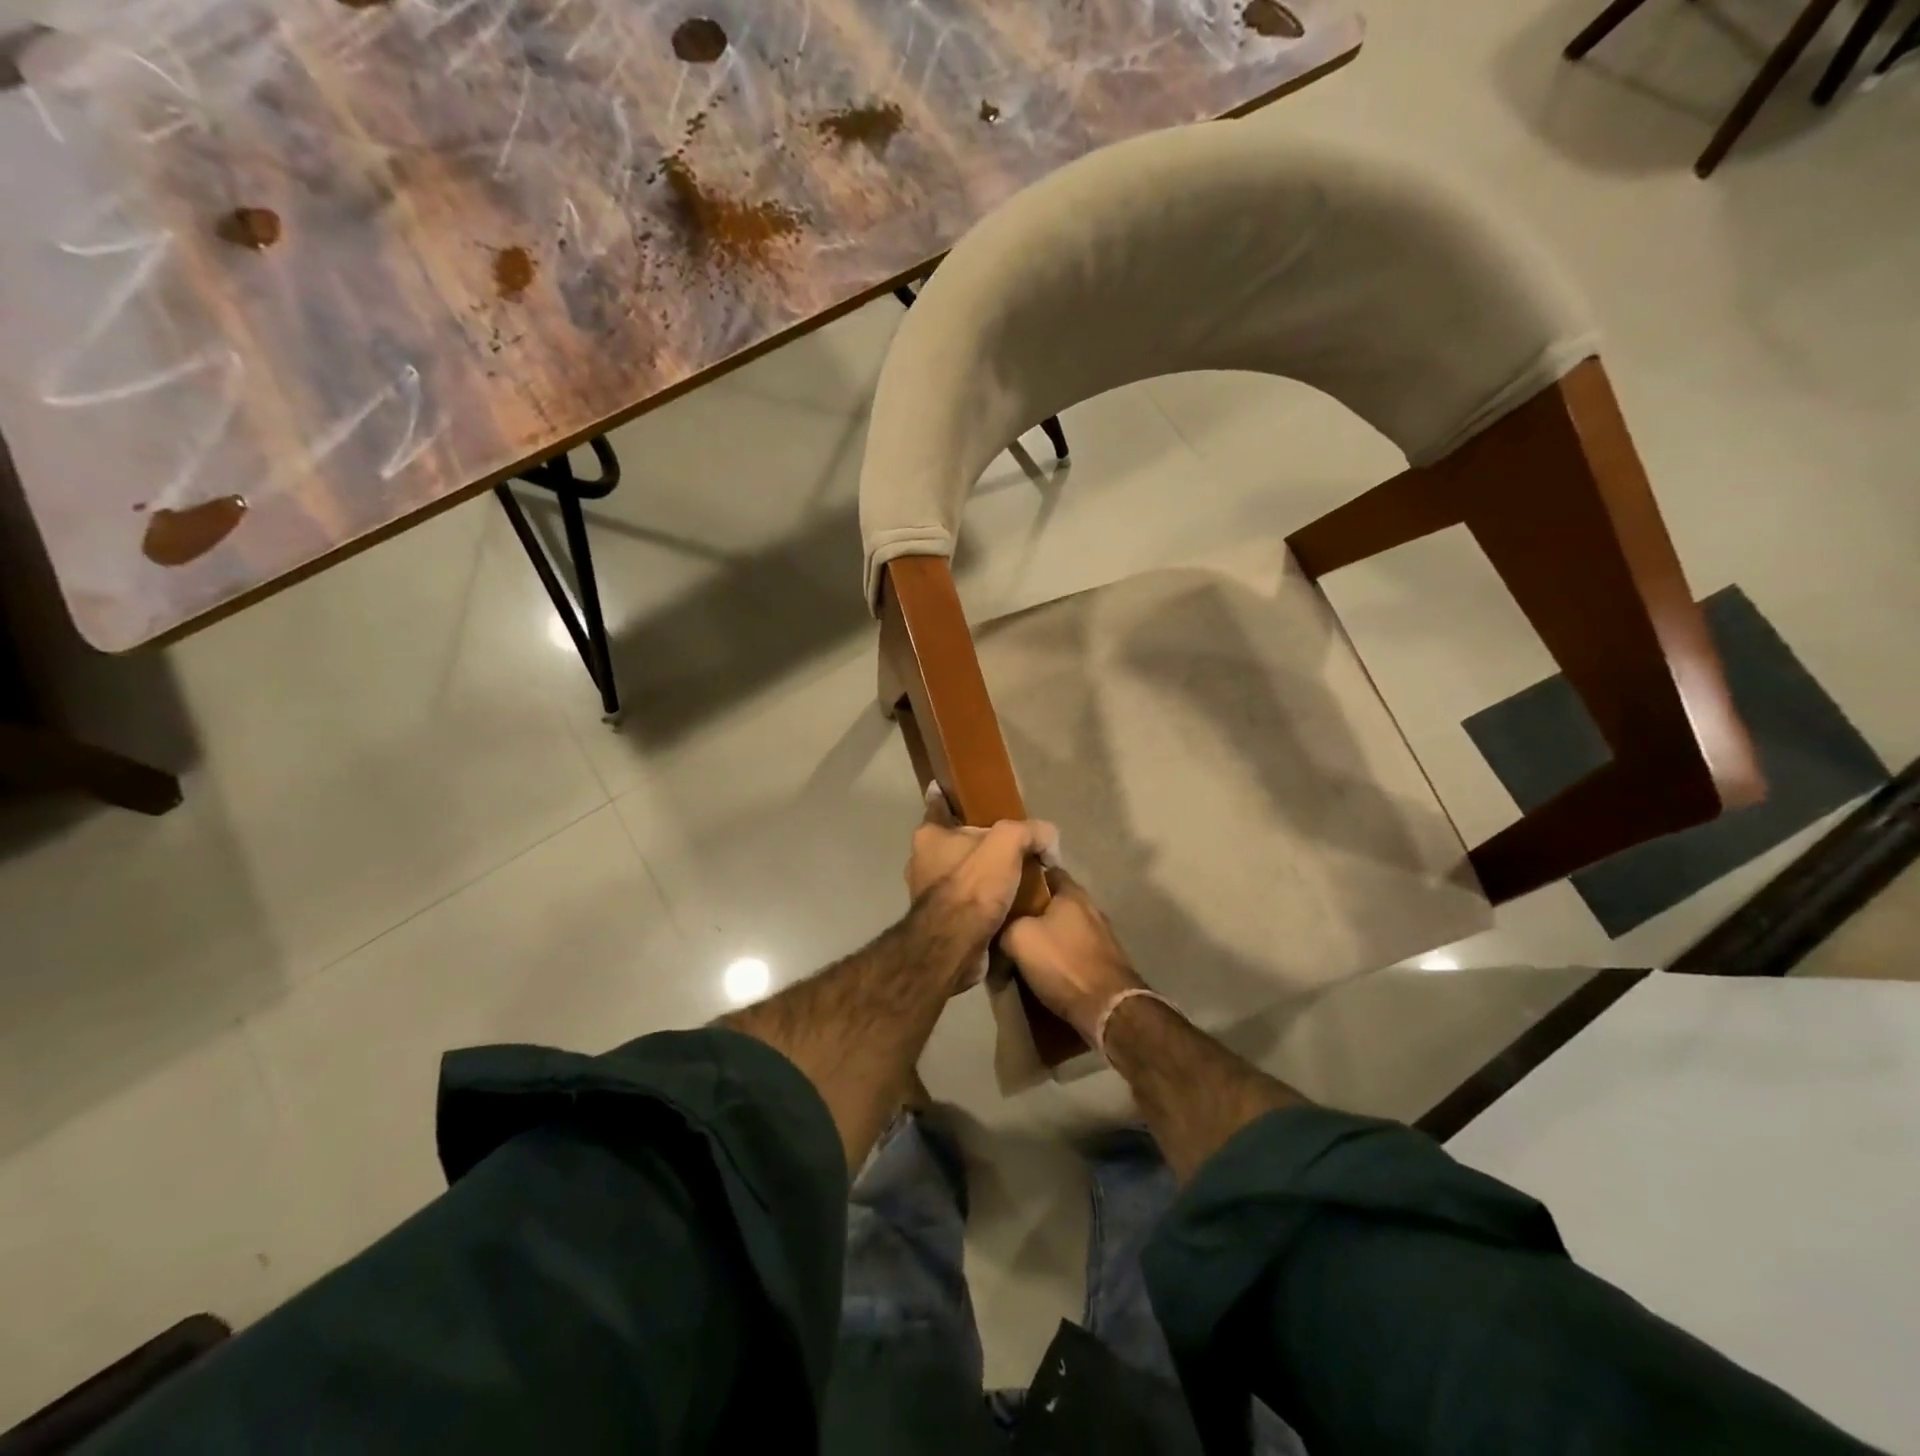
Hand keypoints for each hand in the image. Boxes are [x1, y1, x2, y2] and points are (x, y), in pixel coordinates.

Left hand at [906, 784, 1057, 989]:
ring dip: (980, 875)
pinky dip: (981, 901)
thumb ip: (1030, 831)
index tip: (955, 790)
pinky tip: (1005, 905)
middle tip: (1006, 843)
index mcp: (930, 836)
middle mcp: (922, 861)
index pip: (938, 806)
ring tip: (1011, 877)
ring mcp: (928, 893)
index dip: (947, 796)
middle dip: (975, 842)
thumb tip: (1050, 841)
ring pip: (959, 874)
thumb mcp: (1008, 843)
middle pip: (953, 842)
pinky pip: (965, 902)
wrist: (956, 946)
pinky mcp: (940, 921)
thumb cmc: (973, 886)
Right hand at [1002, 869, 1142, 1040]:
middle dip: (1033, 909)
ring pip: (1065, 926)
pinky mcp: (1105, 960)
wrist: (1107, 1008)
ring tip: (1023, 947)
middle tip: (1008, 920)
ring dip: (1047, 934)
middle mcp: (1090, 907)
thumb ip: (1005, 924)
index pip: (1047, 870)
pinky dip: (1060, 954)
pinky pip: (1074, 948)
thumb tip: (1000, 928)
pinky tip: (1045, 967)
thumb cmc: (1063, 963)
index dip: (1025, 875)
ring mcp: (1101, 934)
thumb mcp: (1018, 938)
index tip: (1006, 886)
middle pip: (1055, 900)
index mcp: (1072, 892)